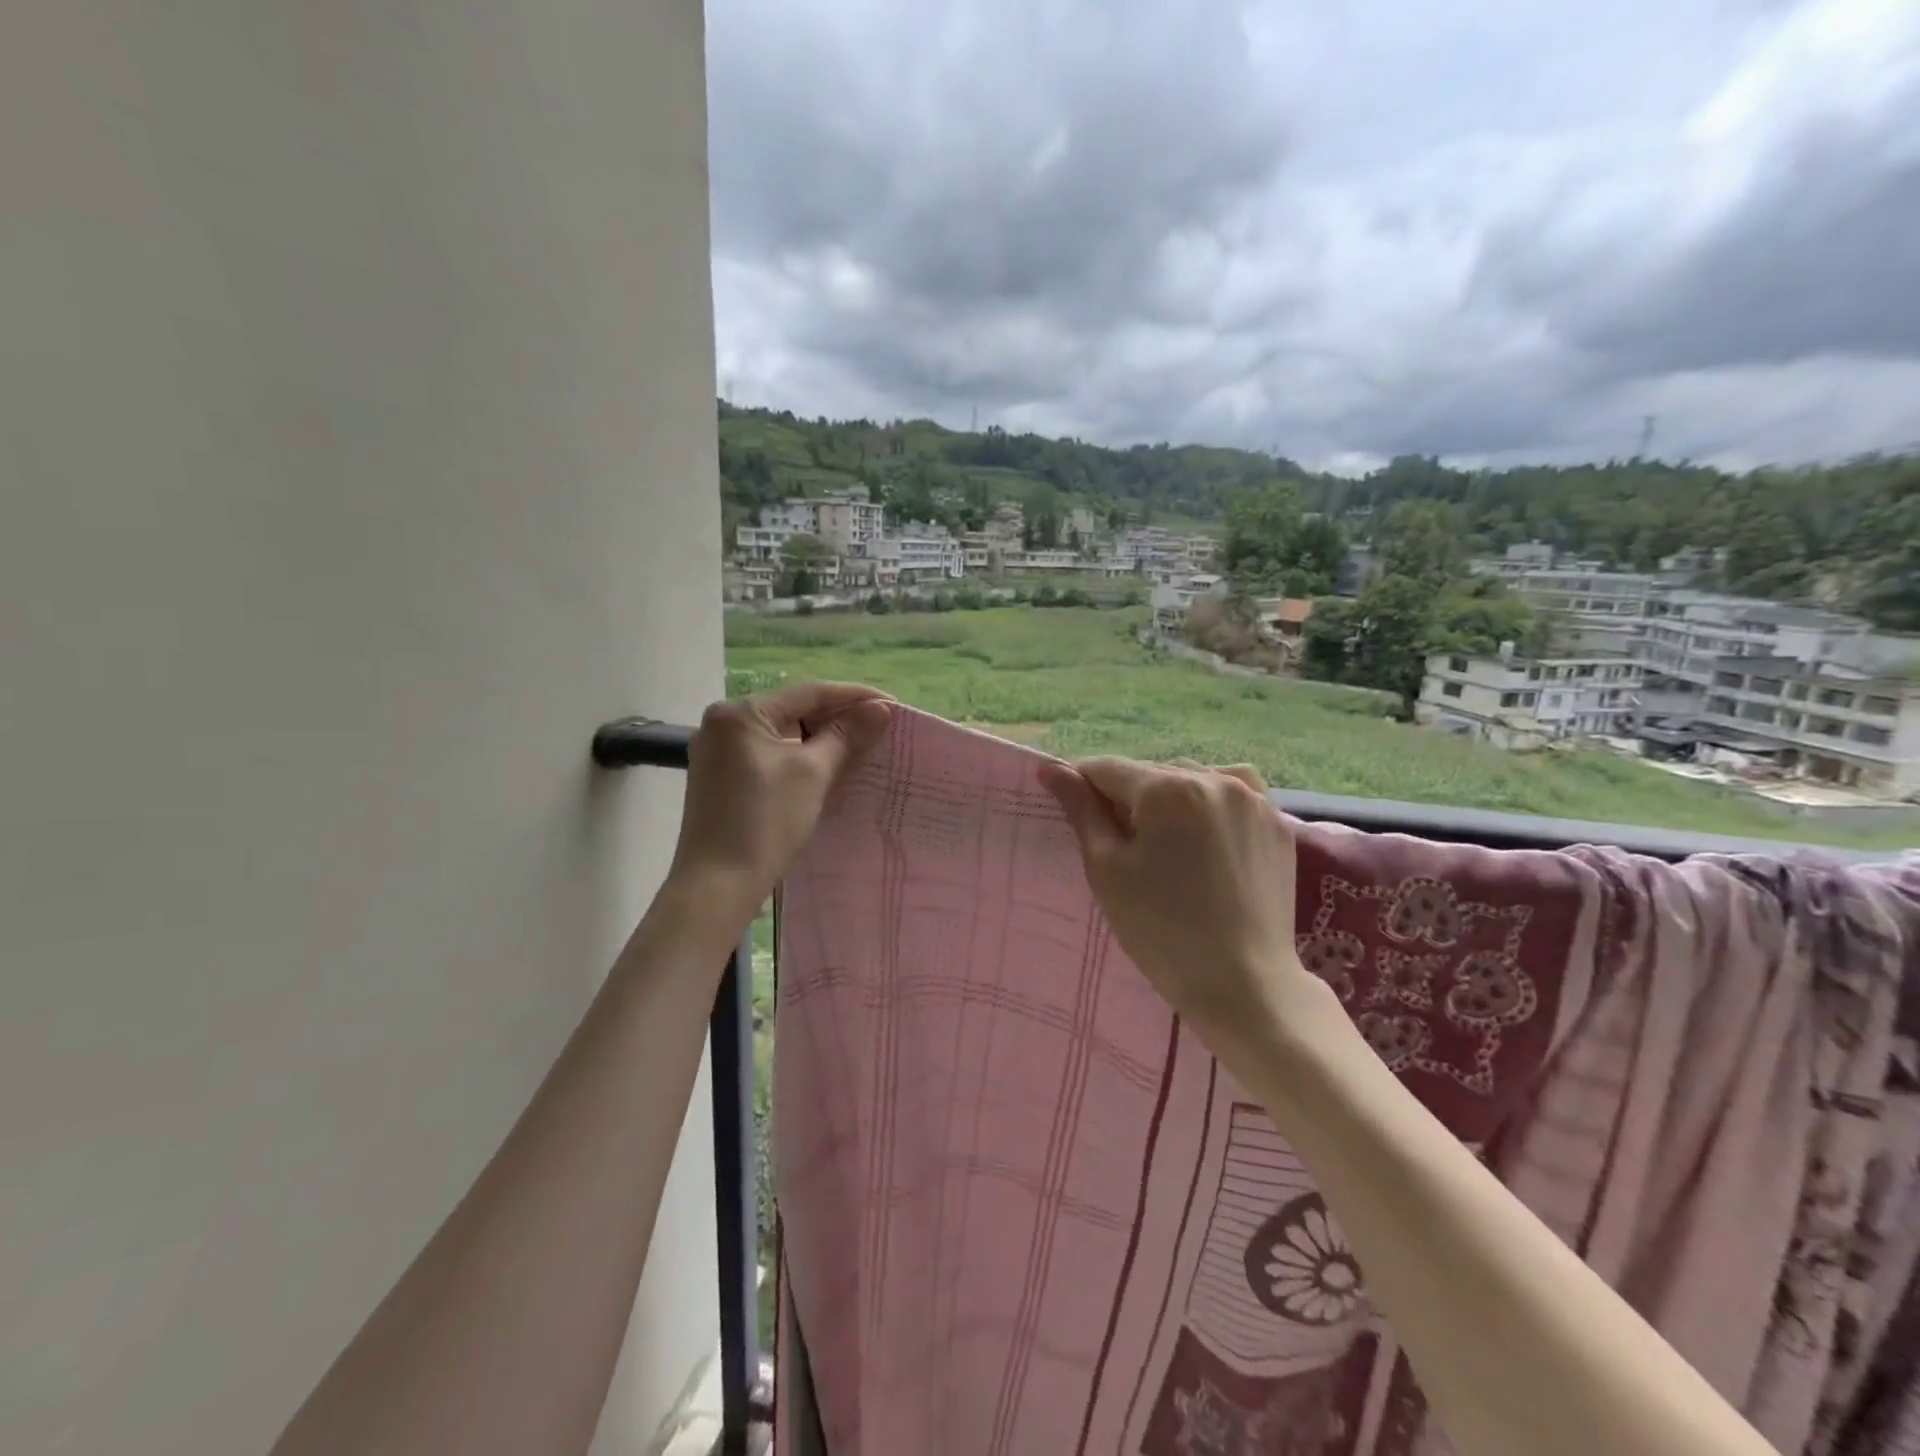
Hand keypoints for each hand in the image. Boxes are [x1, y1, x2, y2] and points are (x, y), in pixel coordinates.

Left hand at [666, 683, 892, 928]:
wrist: (717, 886)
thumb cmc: (766, 821)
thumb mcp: (813, 773)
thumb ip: (847, 735)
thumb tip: (880, 708)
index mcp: (740, 713)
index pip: (809, 694)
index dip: (854, 697)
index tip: (893, 704)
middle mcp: (724, 724)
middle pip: (794, 712)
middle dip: (838, 721)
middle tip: (881, 730)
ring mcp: (720, 754)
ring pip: (784, 737)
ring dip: (822, 743)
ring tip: (862, 750)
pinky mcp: (724, 780)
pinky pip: (772, 757)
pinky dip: (801, 761)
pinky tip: (829, 770)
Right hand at [1038, 757, 1324, 1051]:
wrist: (1244, 985)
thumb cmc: (1161, 930)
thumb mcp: (1107, 869)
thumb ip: (1081, 810)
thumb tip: (1050, 768)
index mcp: (1167, 788)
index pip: (1106, 769)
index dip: (1080, 785)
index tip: (1070, 810)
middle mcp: (1214, 779)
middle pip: (1149, 774)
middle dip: (1126, 798)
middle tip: (1117, 843)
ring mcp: (1252, 799)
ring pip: (1190, 779)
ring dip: (1168, 798)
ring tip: (1163, 842)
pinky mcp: (1276, 823)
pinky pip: (1232, 793)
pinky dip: (1210, 802)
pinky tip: (1204, 830)